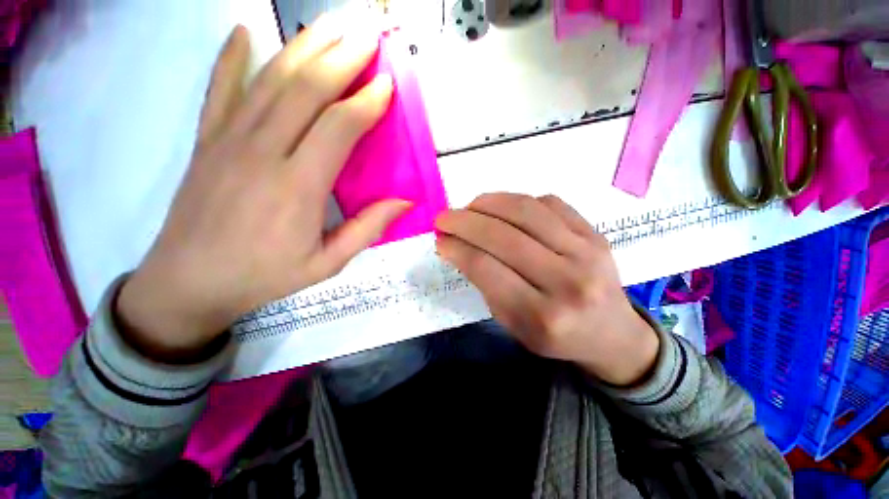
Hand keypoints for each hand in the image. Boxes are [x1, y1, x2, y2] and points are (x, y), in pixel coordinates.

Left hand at [116, 20, 408, 361]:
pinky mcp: (205, 141)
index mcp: (298, 187)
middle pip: (306, 90)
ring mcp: (228, 141)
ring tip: (330, 26)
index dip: (367, 102)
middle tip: (367, 35)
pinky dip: (230, 57)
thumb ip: (368, 229)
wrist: (188, 283)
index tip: (387, 84)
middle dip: (342, 57)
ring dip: (304, 48)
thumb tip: (405, 202)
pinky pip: (218, 89)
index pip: (339, 127)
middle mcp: (262, 152)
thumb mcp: (328, 262)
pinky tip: (242, 32)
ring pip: (270, 80)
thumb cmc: (264, 277)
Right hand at [435, 193, 658, 385]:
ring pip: (526, 211)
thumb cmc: (554, 335)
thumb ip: (485, 284)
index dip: (457, 248)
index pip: (486, 268)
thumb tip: (456, 245)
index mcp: (541, 316)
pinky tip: (504, 208)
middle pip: (504, 236)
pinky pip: (550, 203)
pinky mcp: (596, 234)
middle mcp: (567, 282)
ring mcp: (587, 253)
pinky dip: (518, 201)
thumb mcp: (512, 324)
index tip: (440, 238)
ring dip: (489, 202)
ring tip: (470, 206)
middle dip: (465, 221)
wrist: (612, 333)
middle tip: (444, 217)